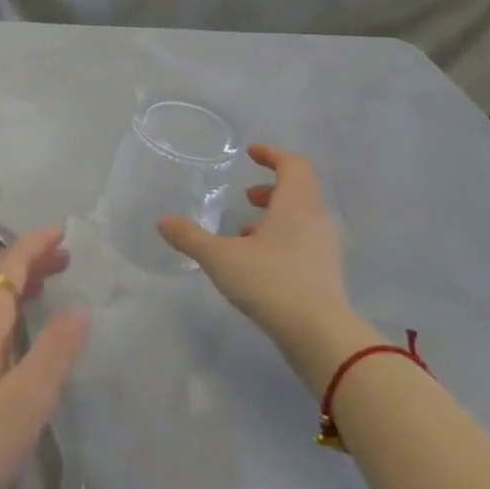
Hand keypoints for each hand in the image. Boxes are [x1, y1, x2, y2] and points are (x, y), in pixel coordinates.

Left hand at [0, 228, 88, 488]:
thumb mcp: (27, 398)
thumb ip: (54, 352)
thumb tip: (80, 309)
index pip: (9, 267)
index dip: (34, 246)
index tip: (61, 231)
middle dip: (29, 264)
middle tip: (64, 258)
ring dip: (16, 286)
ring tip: (44, 286)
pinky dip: (4, 310)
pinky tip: (12, 329)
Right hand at [158, 145, 359, 382]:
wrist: (320, 336)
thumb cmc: (270, 281)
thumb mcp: (219, 257)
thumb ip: (189, 236)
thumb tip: (163, 220)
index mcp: (296, 205)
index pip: (293, 166)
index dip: (273, 155)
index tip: (251, 153)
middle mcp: (316, 221)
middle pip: (299, 192)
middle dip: (270, 190)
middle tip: (244, 196)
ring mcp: (325, 250)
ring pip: (300, 220)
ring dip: (274, 218)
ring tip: (243, 232)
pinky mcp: (326, 275)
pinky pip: (303, 244)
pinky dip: (281, 241)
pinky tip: (256, 262)